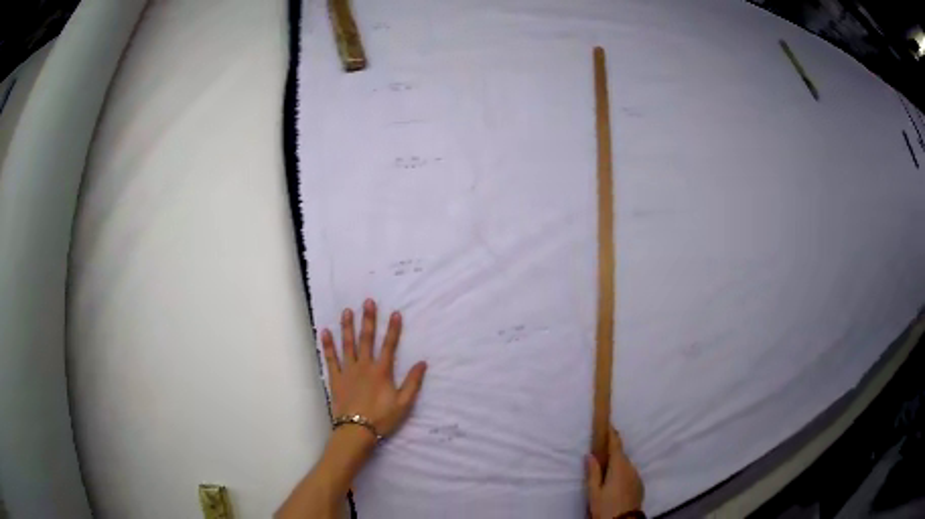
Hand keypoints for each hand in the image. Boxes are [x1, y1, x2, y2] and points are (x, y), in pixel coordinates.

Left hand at [321, 299, 427, 440]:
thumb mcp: (404, 403)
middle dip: (368, 320)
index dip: (393, 329)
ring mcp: (348, 371)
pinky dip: (327, 345)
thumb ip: (413, 382)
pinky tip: (325, 332)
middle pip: (366, 339)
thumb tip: (422, 363)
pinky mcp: (335, 378)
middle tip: (367, 301)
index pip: (389, 346)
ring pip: (347, 345)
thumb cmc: (382, 418)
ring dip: (348, 327)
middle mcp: (364, 366)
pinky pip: (330, 359)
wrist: (356, 430)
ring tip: (347, 311)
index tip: (395, 313)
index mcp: (382, 372)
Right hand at [586, 426, 644, 518]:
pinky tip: (615, 483)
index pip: (616, 445)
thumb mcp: (594, 492)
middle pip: (621, 455)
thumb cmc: (606, 507)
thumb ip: (593, 472)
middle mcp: (631, 468)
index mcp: (619, 467)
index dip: (612, 434)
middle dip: (612, 452)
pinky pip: (629, 474)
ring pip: (626, 465)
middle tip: (600, 451)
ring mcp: (637, 477)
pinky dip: (622, 473)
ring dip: (617, 464)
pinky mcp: (639, 485)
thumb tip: (590, 455)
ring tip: (605, 471)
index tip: (608, 423)